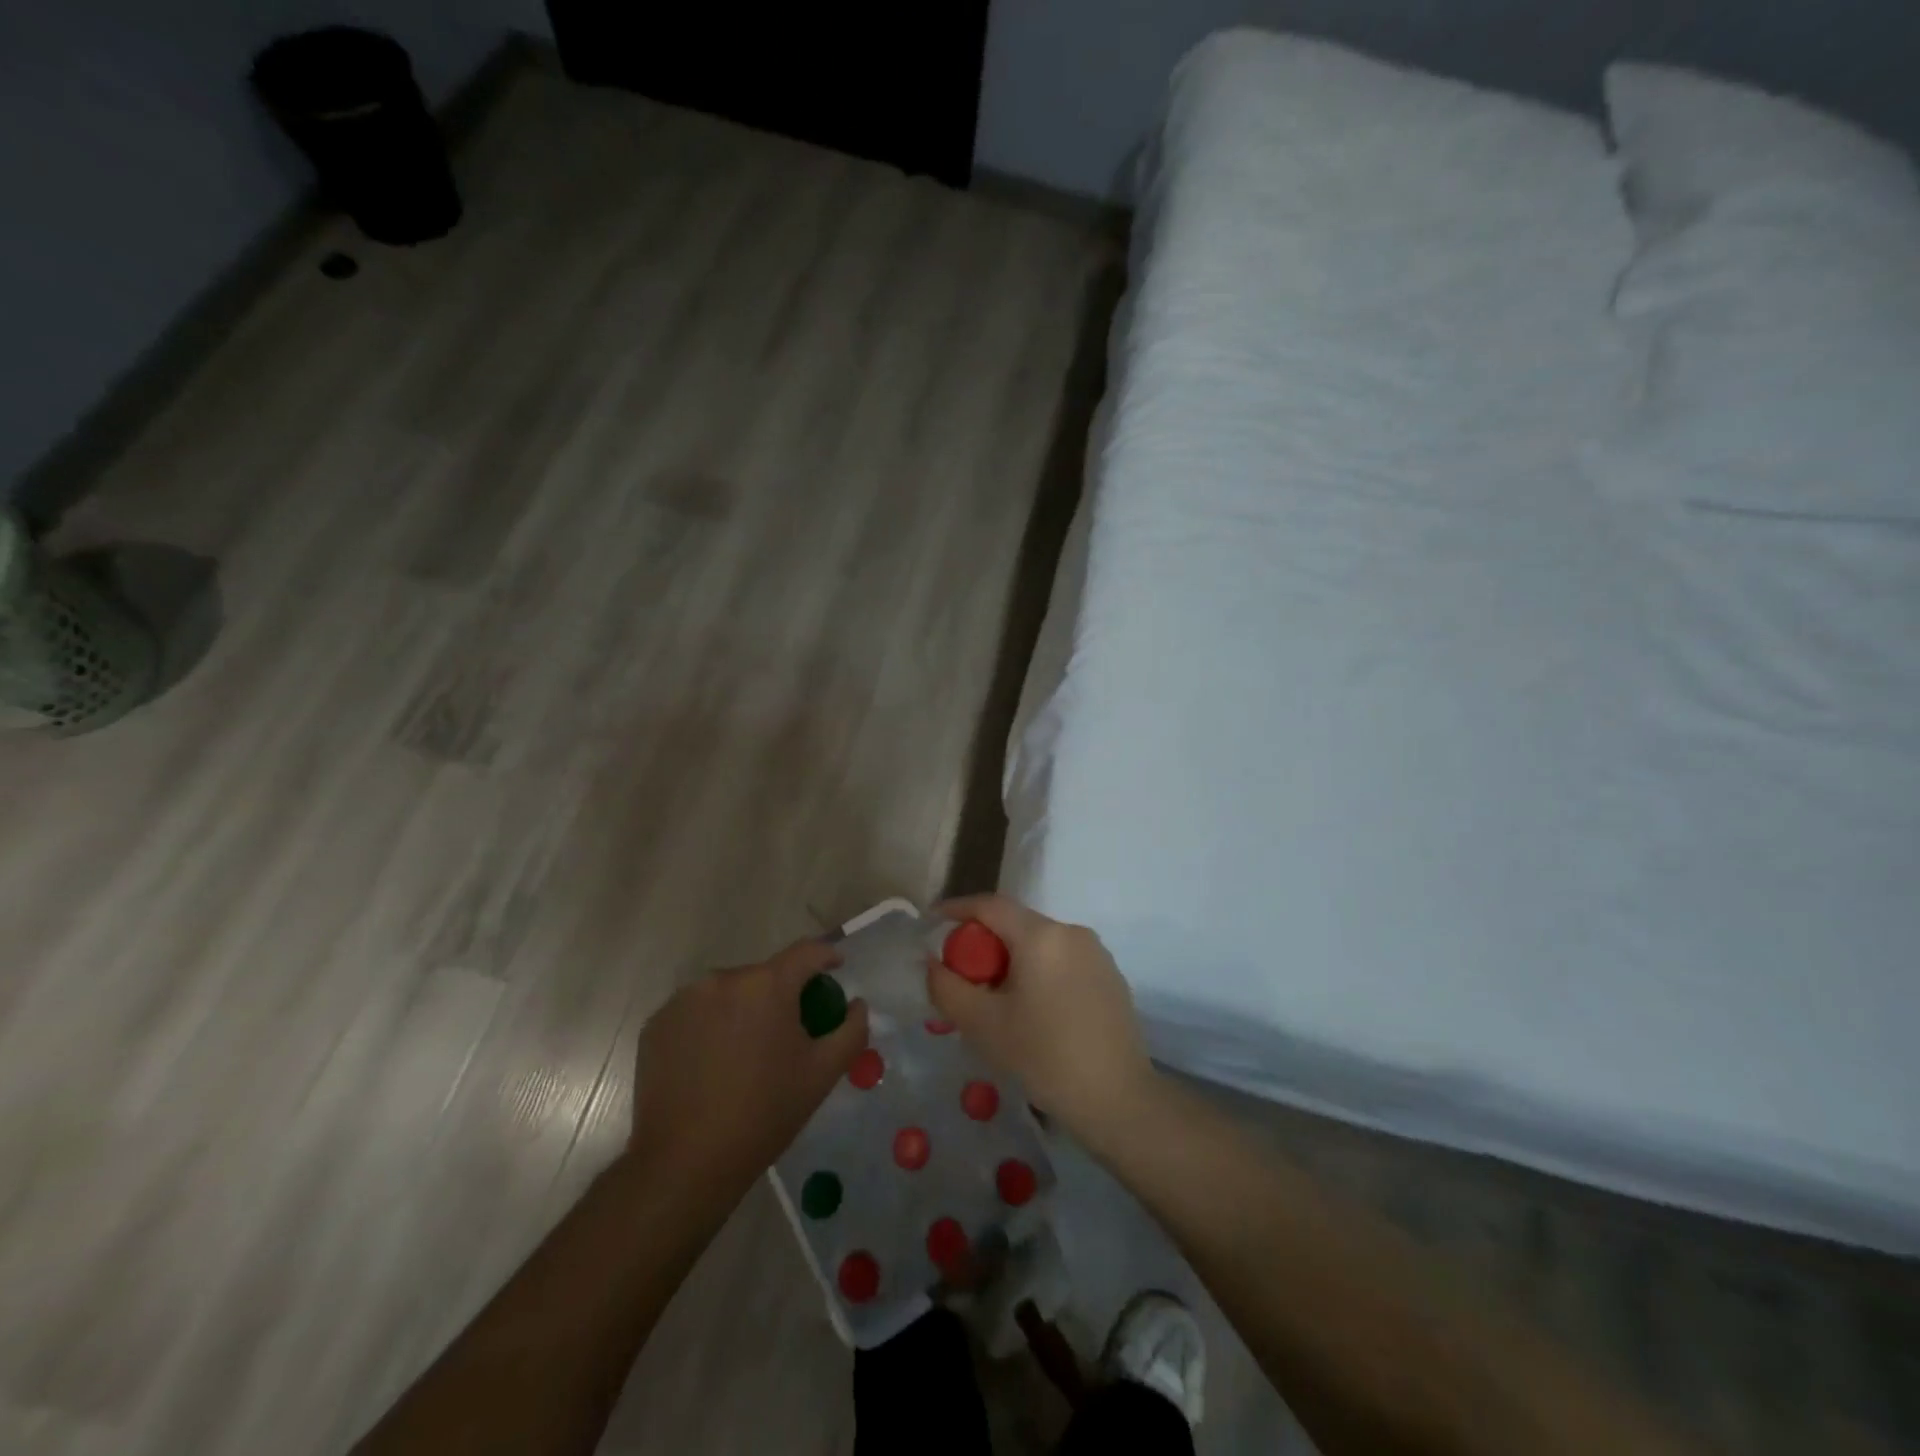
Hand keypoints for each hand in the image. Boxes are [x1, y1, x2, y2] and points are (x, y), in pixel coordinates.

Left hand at [629, 940, 868, 1194]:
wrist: (685, 1163)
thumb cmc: (764, 1114)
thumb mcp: (823, 1073)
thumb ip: (851, 1029)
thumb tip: (856, 1004)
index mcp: (767, 984)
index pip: (806, 952)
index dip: (826, 956)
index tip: (835, 969)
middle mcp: (723, 978)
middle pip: (764, 975)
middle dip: (781, 994)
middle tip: (789, 1029)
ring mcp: (684, 999)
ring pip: (728, 992)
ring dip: (744, 1009)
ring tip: (746, 1051)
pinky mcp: (657, 1023)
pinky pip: (696, 1011)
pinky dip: (710, 1025)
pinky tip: (712, 1063)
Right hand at [925, 895, 1156, 1140]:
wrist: (1117, 1099)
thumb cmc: (1044, 1057)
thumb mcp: (983, 1025)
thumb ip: (947, 987)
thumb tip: (932, 963)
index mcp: (1041, 936)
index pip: (990, 905)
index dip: (957, 908)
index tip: (932, 920)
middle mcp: (1071, 932)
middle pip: (1016, 924)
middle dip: (984, 942)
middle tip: (962, 975)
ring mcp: (1096, 953)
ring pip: (1040, 943)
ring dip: (1012, 959)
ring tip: (996, 999)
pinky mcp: (1110, 976)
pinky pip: (1062, 960)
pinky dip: (1039, 972)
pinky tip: (1034, 1011)